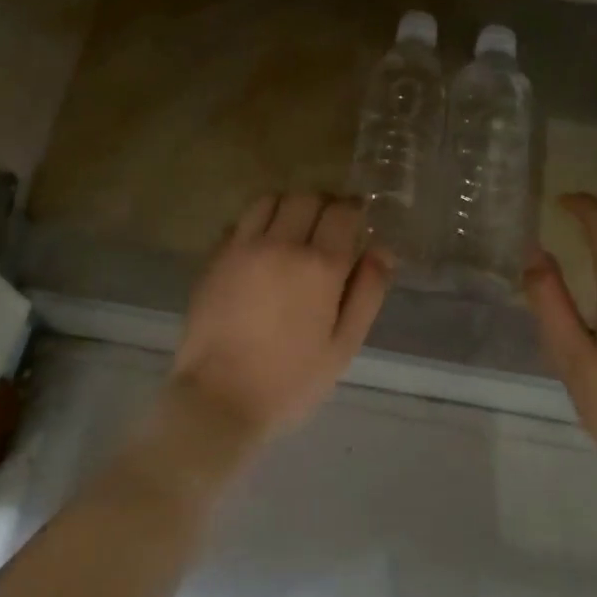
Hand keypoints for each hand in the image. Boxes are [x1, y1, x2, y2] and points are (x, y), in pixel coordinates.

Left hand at [171, 191, 392, 439]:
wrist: (218, 398)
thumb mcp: (343, 346)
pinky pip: (240, 222)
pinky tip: (260, 249)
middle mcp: (281, 244)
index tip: (356, 223)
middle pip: (306, 197)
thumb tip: (381, 251)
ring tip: (293, 231)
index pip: (342, 212)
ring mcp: (242, 248)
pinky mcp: (214, 258)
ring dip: (287, 207)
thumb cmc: (291, 381)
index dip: (353, 211)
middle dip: (323, 205)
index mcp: (320, 266)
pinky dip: (256, 224)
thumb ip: (367, 293)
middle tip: (328, 227)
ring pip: (269, 200)